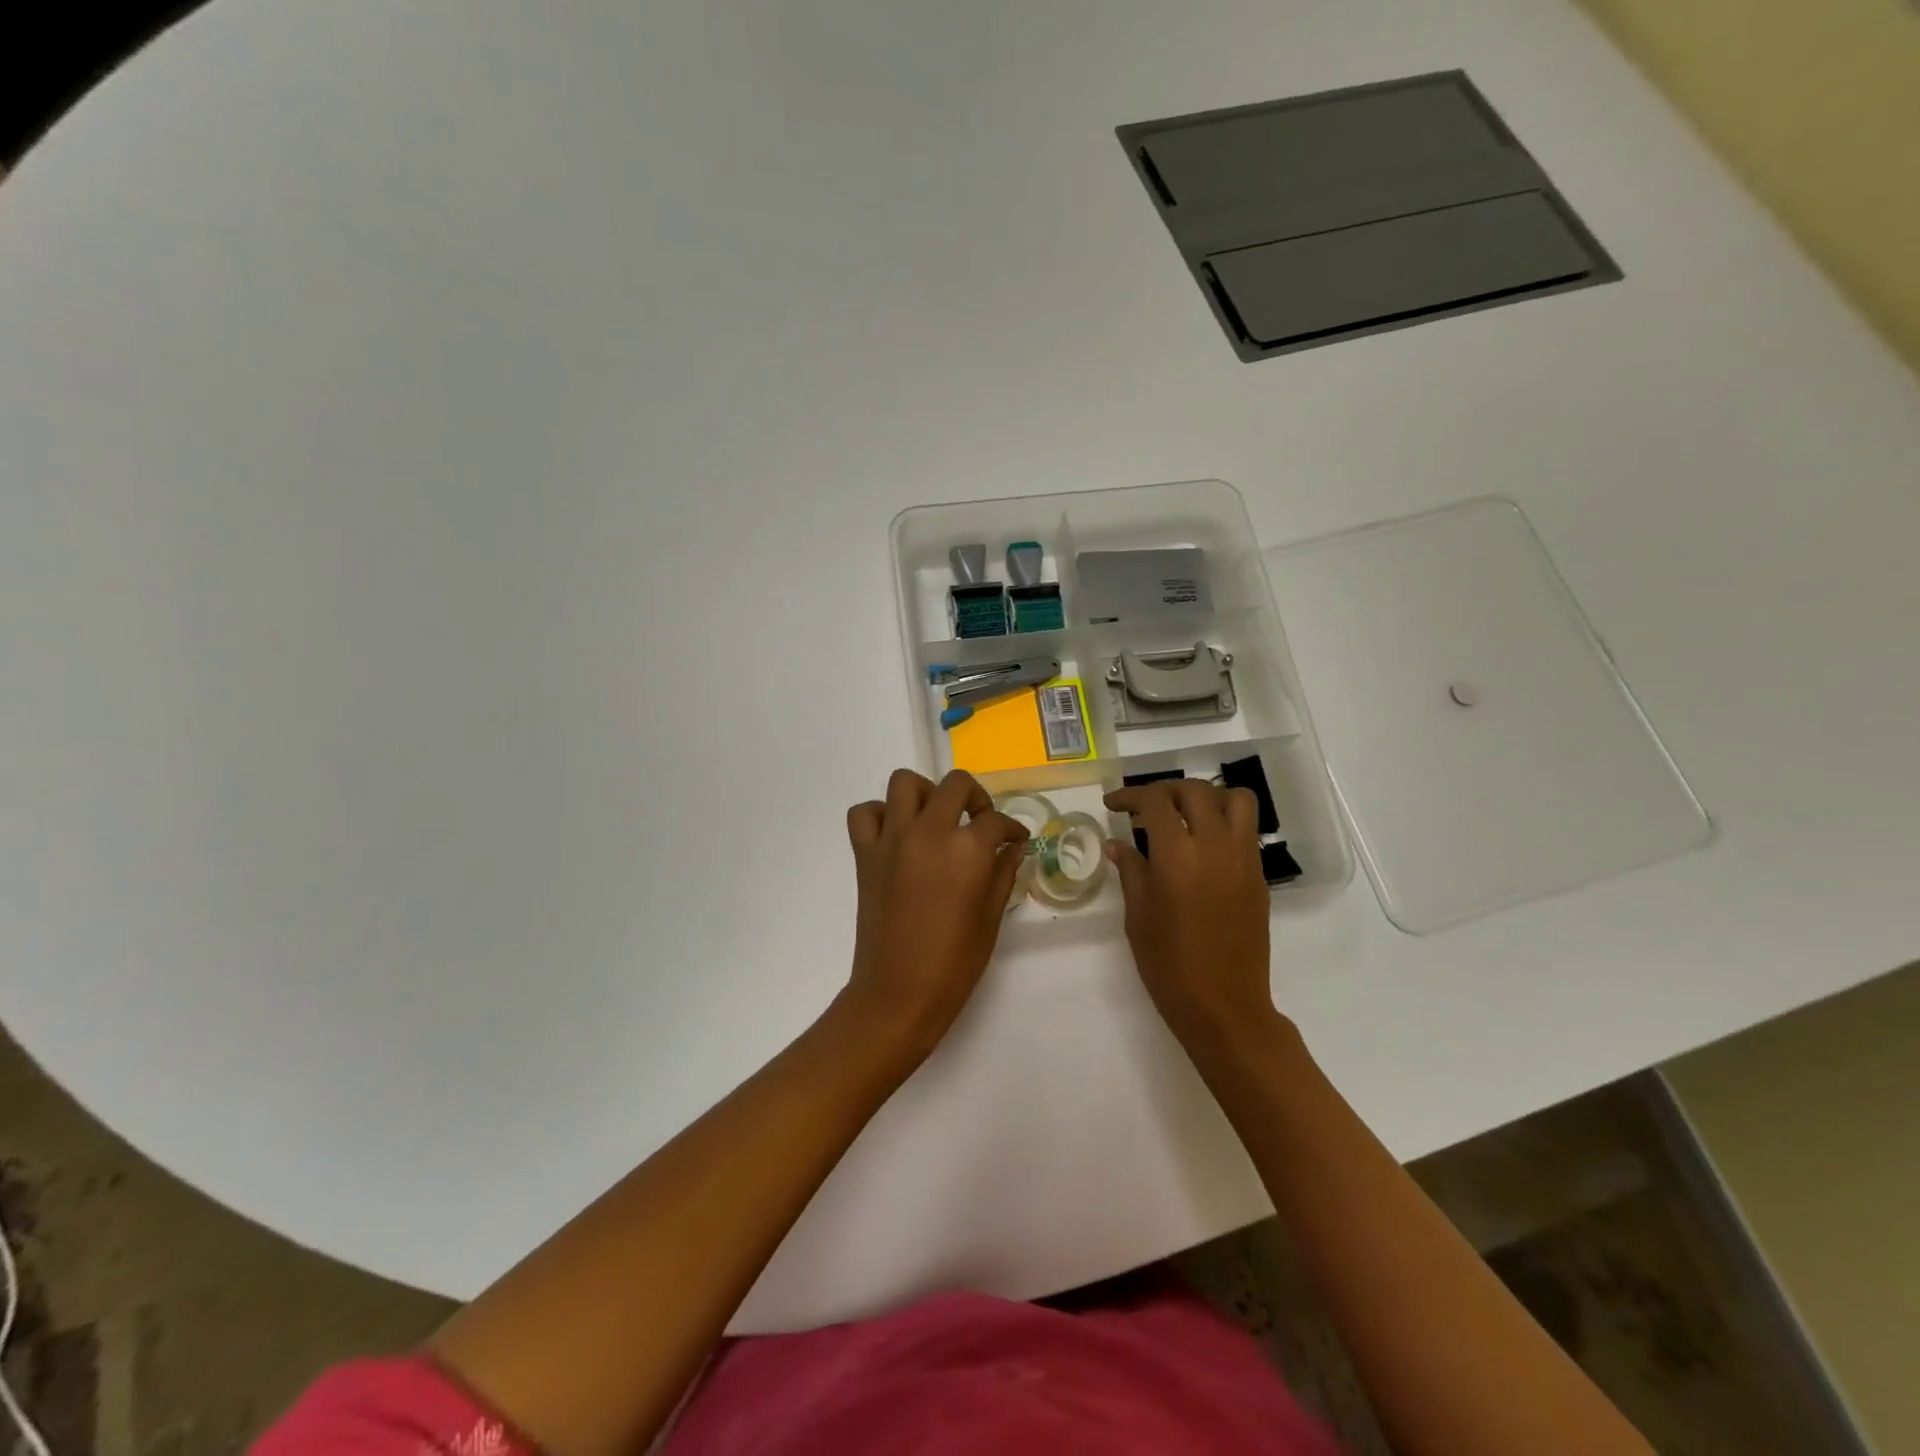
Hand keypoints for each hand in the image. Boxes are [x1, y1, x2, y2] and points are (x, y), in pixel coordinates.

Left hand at [839, 769, 1028, 1062]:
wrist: (897, 994)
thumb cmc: (953, 964)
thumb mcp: (990, 919)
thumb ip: (1002, 874)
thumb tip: (1011, 848)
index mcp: (966, 850)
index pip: (996, 821)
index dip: (1012, 829)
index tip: (1015, 840)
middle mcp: (928, 832)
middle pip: (955, 784)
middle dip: (976, 798)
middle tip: (980, 822)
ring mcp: (891, 840)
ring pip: (904, 783)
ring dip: (926, 793)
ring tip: (937, 819)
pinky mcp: (865, 854)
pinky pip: (865, 813)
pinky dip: (880, 814)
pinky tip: (897, 834)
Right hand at [1103, 779, 1282, 1053]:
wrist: (1224, 1007)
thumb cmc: (1169, 966)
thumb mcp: (1138, 917)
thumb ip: (1131, 871)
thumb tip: (1118, 844)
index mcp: (1177, 856)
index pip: (1155, 802)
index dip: (1130, 796)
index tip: (1113, 805)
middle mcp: (1214, 847)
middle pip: (1194, 791)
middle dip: (1165, 791)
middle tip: (1144, 808)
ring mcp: (1243, 859)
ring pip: (1234, 800)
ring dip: (1205, 797)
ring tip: (1184, 816)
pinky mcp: (1259, 876)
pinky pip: (1246, 829)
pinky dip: (1224, 822)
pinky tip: (1202, 846)